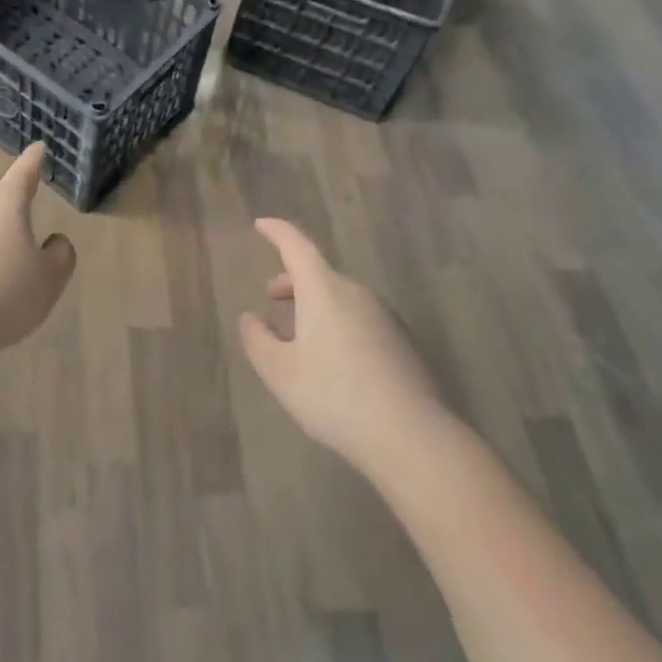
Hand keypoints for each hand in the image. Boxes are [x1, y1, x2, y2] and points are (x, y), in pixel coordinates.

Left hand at [0, 144, 76, 360]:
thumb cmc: (2, 297)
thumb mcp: (49, 280)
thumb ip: (60, 255)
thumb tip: (53, 242)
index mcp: (5, 205)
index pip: (24, 173)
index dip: (34, 161)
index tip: (38, 147)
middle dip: (10, 200)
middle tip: (24, 214)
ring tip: (1, 261)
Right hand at [238, 218, 443, 474]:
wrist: (411, 436)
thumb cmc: (333, 395)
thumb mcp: (279, 372)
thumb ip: (257, 340)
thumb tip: (250, 319)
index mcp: (324, 290)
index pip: (297, 245)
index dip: (277, 232)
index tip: (261, 225)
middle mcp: (356, 293)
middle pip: (319, 273)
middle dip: (292, 280)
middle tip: (271, 298)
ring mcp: (384, 317)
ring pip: (340, 297)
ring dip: (313, 305)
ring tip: (296, 335)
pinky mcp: (400, 342)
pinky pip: (358, 318)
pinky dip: (336, 323)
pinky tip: (330, 360)